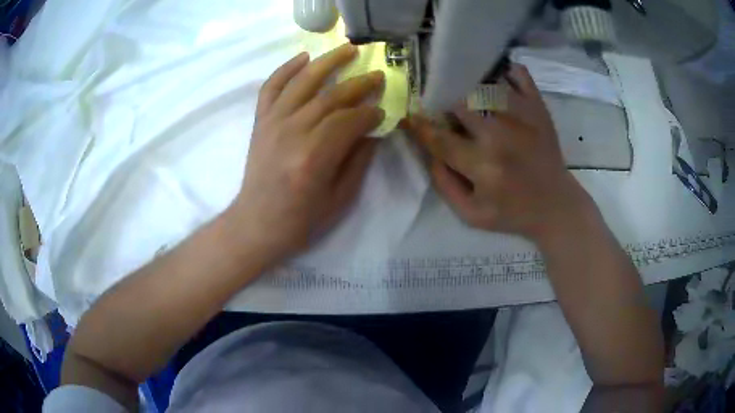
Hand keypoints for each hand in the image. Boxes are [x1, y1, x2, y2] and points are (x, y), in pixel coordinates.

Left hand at [227, 44, 384, 262]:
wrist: (257, 223)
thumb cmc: (301, 220)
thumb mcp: (340, 198)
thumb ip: (358, 160)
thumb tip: (372, 130)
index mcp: (315, 157)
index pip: (349, 121)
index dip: (370, 113)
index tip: (382, 110)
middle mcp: (293, 132)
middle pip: (331, 97)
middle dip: (359, 84)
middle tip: (377, 76)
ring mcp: (272, 123)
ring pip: (303, 82)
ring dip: (328, 62)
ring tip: (348, 49)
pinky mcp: (260, 122)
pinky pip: (271, 87)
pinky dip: (286, 69)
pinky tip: (304, 57)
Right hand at [403, 64, 592, 242]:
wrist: (556, 205)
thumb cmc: (513, 212)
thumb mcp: (471, 215)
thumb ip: (443, 183)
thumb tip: (429, 149)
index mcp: (484, 167)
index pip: (439, 138)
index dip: (418, 126)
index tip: (408, 116)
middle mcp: (501, 135)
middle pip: (459, 103)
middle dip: (442, 102)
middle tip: (438, 103)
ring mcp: (523, 116)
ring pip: (484, 83)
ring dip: (467, 83)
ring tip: (461, 86)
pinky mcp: (538, 107)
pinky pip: (518, 74)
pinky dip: (503, 71)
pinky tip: (494, 79)